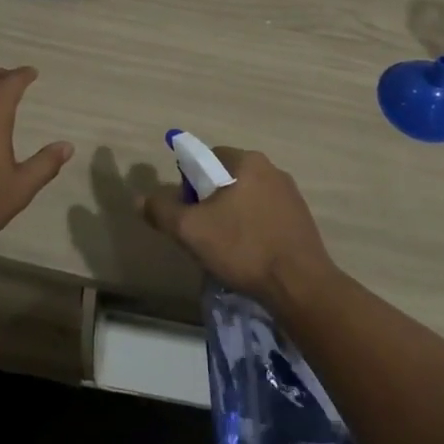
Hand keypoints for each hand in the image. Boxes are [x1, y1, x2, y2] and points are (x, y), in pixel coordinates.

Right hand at [141, 147, 338, 309]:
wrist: (300, 285)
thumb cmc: (243, 248)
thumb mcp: (191, 230)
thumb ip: (163, 211)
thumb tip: (141, 199)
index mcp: (247, 161)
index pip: (207, 157)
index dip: (191, 183)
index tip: (189, 213)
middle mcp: (272, 169)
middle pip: (228, 178)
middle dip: (212, 202)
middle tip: (204, 234)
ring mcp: (291, 194)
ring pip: (248, 199)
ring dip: (234, 217)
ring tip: (228, 250)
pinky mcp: (302, 220)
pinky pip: (267, 217)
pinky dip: (254, 230)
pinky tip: (251, 257)